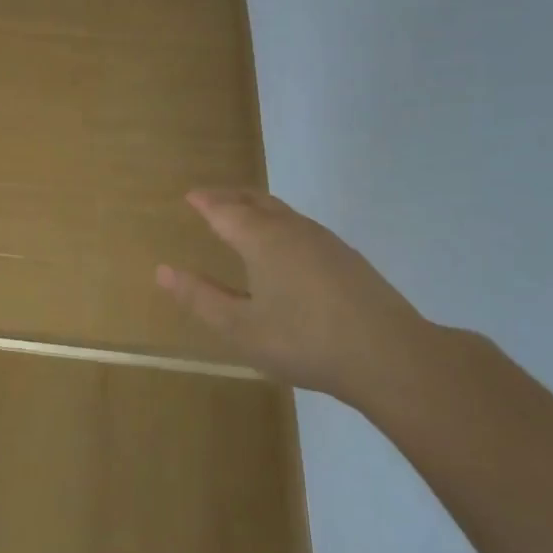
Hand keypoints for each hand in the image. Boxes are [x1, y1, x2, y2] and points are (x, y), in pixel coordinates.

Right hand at [157, 190, 431, 406]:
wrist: (389, 356)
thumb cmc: (303, 341)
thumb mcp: (240, 328)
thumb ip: (200, 298)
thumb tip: (163, 270)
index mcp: (263, 240)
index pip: (226, 210)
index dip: (206, 202)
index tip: (190, 196)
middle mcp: (293, 230)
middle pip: (257, 201)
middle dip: (230, 196)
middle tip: (210, 198)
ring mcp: (325, 242)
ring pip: (283, 212)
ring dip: (257, 207)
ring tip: (242, 216)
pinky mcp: (347, 259)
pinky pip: (301, 227)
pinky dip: (279, 223)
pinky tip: (284, 247)